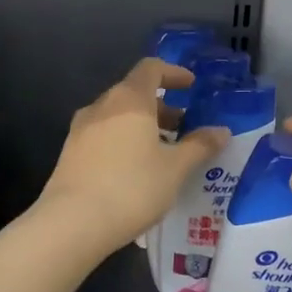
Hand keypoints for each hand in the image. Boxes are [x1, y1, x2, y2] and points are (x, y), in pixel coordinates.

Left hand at [38, 59, 226, 253]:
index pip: (151, 68)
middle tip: (183, 127)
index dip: (173, 73)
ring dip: (142, 126)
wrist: (72, 223)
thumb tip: (221, 131)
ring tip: (163, 152)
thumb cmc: (132, 188)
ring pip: (117, 116)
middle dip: (161, 106)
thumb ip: (199, 146)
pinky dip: (124, 141)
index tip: (191, 86)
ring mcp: (81, 130)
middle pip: (133, 93)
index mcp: (129, 100)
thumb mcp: (175, 169)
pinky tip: (136, 170)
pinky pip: (103, 136)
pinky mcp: (70, 154)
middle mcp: (102, 106)